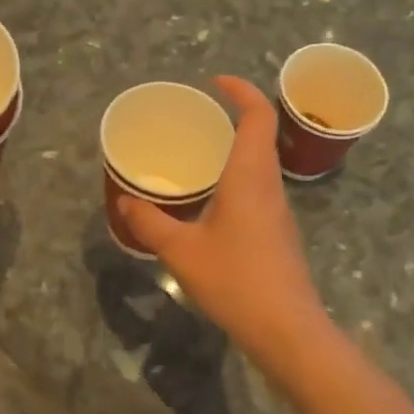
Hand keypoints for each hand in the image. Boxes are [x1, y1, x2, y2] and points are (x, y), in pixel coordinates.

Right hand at [116, 77, 330, 365]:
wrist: (287, 330)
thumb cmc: (236, 281)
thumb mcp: (182, 251)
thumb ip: (151, 223)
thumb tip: (126, 201)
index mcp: (250, 175)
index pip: (258, 115)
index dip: (241, 90)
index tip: (215, 83)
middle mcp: (269, 184)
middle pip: (261, 134)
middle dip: (234, 116)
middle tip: (196, 118)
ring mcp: (278, 208)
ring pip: (260, 162)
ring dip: (235, 147)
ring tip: (197, 154)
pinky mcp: (278, 230)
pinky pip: (258, 186)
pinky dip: (236, 175)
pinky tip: (209, 199)